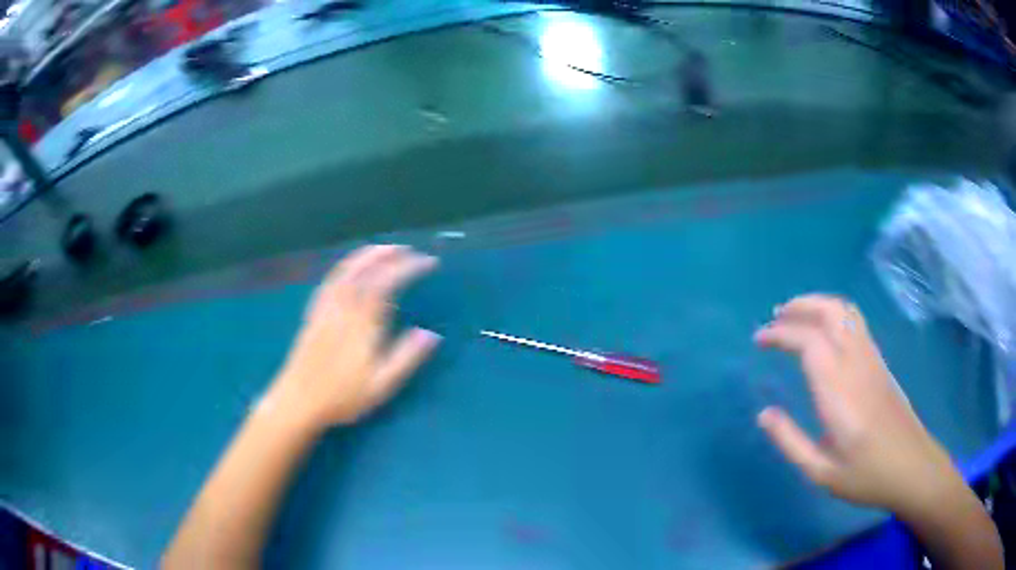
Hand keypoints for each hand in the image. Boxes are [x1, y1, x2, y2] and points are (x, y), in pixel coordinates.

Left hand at [266, 245, 440, 430]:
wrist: (299, 400)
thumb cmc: (343, 396)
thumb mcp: (381, 384)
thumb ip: (406, 357)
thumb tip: (431, 333)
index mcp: (363, 323)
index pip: (388, 283)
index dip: (408, 268)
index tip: (428, 263)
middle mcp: (344, 308)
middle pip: (366, 270)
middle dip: (388, 255)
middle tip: (407, 249)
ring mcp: (326, 308)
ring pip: (346, 271)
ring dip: (365, 256)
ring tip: (382, 249)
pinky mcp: (314, 314)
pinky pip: (329, 281)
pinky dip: (343, 268)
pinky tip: (348, 269)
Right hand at [754, 294, 959, 515]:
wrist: (912, 466)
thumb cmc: (867, 475)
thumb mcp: (821, 473)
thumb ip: (790, 442)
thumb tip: (764, 414)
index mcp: (839, 392)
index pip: (809, 341)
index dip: (781, 333)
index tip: (759, 340)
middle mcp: (857, 364)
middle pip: (830, 311)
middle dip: (799, 306)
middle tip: (774, 318)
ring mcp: (872, 358)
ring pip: (845, 311)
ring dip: (817, 305)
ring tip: (794, 316)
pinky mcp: (880, 361)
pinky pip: (855, 322)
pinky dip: (833, 314)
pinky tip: (823, 332)